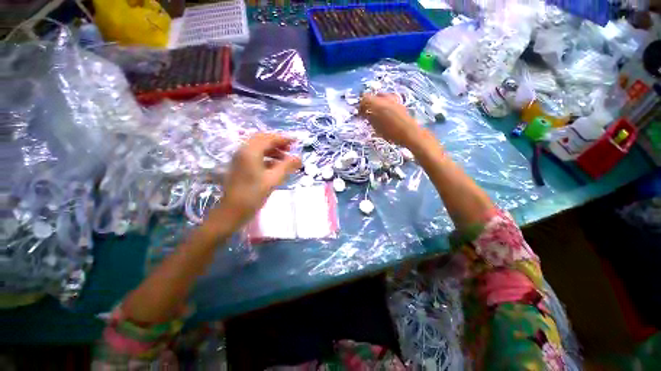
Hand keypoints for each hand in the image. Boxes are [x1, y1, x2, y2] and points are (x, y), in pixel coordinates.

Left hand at [213, 133, 300, 228]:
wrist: (232, 211)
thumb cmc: (253, 195)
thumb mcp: (273, 179)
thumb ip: (287, 166)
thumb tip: (299, 158)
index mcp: (250, 152)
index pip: (269, 138)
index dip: (284, 138)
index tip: (296, 141)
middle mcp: (243, 151)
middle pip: (262, 139)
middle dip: (277, 142)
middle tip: (290, 148)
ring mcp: (240, 158)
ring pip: (258, 147)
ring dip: (272, 149)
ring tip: (285, 157)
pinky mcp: (240, 166)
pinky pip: (255, 155)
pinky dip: (267, 156)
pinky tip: (275, 165)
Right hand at [359, 93, 424, 147]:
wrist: (409, 133)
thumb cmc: (391, 132)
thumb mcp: (376, 127)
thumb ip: (368, 117)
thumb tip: (363, 112)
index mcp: (377, 103)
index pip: (364, 98)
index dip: (360, 106)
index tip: (359, 114)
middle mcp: (385, 98)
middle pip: (372, 96)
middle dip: (367, 104)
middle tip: (366, 114)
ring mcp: (393, 99)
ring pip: (380, 98)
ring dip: (375, 104)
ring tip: (375, 115)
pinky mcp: (399, 103)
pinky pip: (387, 100)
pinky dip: (383, 105)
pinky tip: (384, 115)